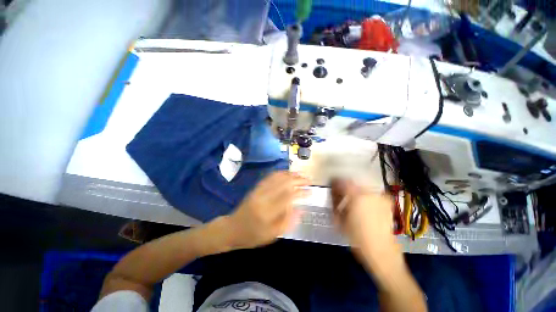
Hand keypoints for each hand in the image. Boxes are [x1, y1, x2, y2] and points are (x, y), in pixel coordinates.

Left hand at [225, 171, 308, 249]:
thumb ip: (287, 221)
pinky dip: (280, 173)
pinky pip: (269, 177)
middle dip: (298, 179)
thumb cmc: (253, 235)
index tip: (311, 191)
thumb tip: (300, 208)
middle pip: (284, 183)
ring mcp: (259, 190)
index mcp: (268, 211)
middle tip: (308, 180)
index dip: (301, 192)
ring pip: (277, 177)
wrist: (232, 228)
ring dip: (290, 174)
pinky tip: (287, 173)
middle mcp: (263, 197)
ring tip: (301, 174)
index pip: (288, 196)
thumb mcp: (272, 235)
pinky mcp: (256, 187)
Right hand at [331, 179, 403, 277]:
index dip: (336, 182)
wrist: (382, 251)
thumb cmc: (358, 238)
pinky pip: (372, 194)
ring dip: (356, 192)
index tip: (333, 185)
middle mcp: (368, 193)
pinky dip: (366, 197)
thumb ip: (335, 204)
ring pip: (362, 188)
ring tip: (353, 202)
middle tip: (342, 196)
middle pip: (353, 183)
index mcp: (356, 197)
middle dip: (346, 188)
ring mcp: (379, 197)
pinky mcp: (386, 203)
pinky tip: (365, 206)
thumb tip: (333, 194)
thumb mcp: (340, 221)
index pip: (342, 182)